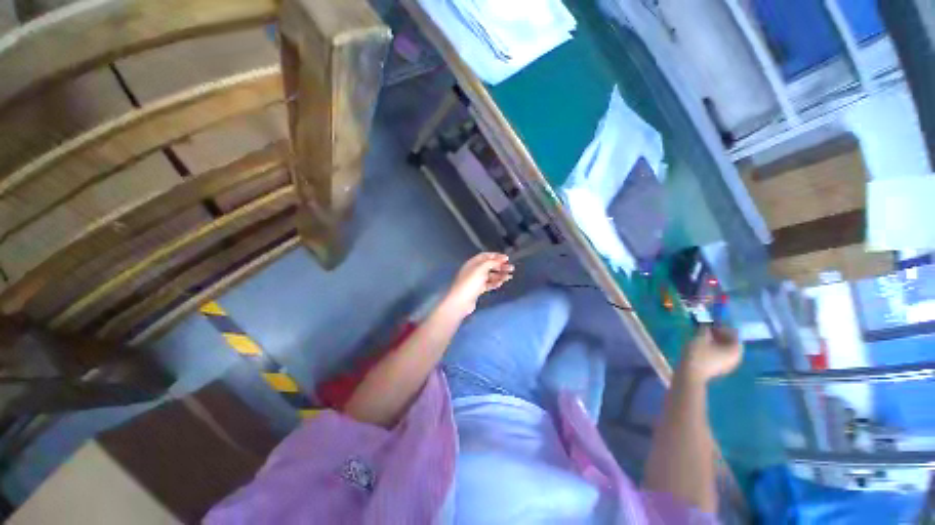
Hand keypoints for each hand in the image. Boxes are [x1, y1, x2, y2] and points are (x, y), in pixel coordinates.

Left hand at [443, 253, 512, 317]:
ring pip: (490, 276)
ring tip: (509, 277)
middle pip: (489, 266)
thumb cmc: (470, 282)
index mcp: (473, 263)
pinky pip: (488, 284)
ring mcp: (475, 280)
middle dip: (500, 266)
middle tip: (511, 268)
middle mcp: (474, 270)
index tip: (507, 258)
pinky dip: (495, 283)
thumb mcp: (481, 269)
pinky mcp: (477, 290)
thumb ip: (491, 262)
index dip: (496, 256)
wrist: (461, 301)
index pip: (485, 256)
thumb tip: (500, 259)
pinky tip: (501, 283)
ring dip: (500, 275)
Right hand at [681, 325, 742, 382]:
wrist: (690, 374)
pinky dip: (714, 349)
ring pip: (725, 349)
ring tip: (703, 336)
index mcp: (736, 349)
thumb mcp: (701, 337)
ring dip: (716, 341)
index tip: (712, 322)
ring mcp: (729, 365)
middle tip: (707, 329)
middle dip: (720, 334)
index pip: (734, 334)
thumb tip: (708, 325)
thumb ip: (706, 328)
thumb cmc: (698, 354)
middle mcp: (736, 357)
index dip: (724, 326)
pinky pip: (721, 355)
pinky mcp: (720, 369)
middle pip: (731, 342)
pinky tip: (703, 346)